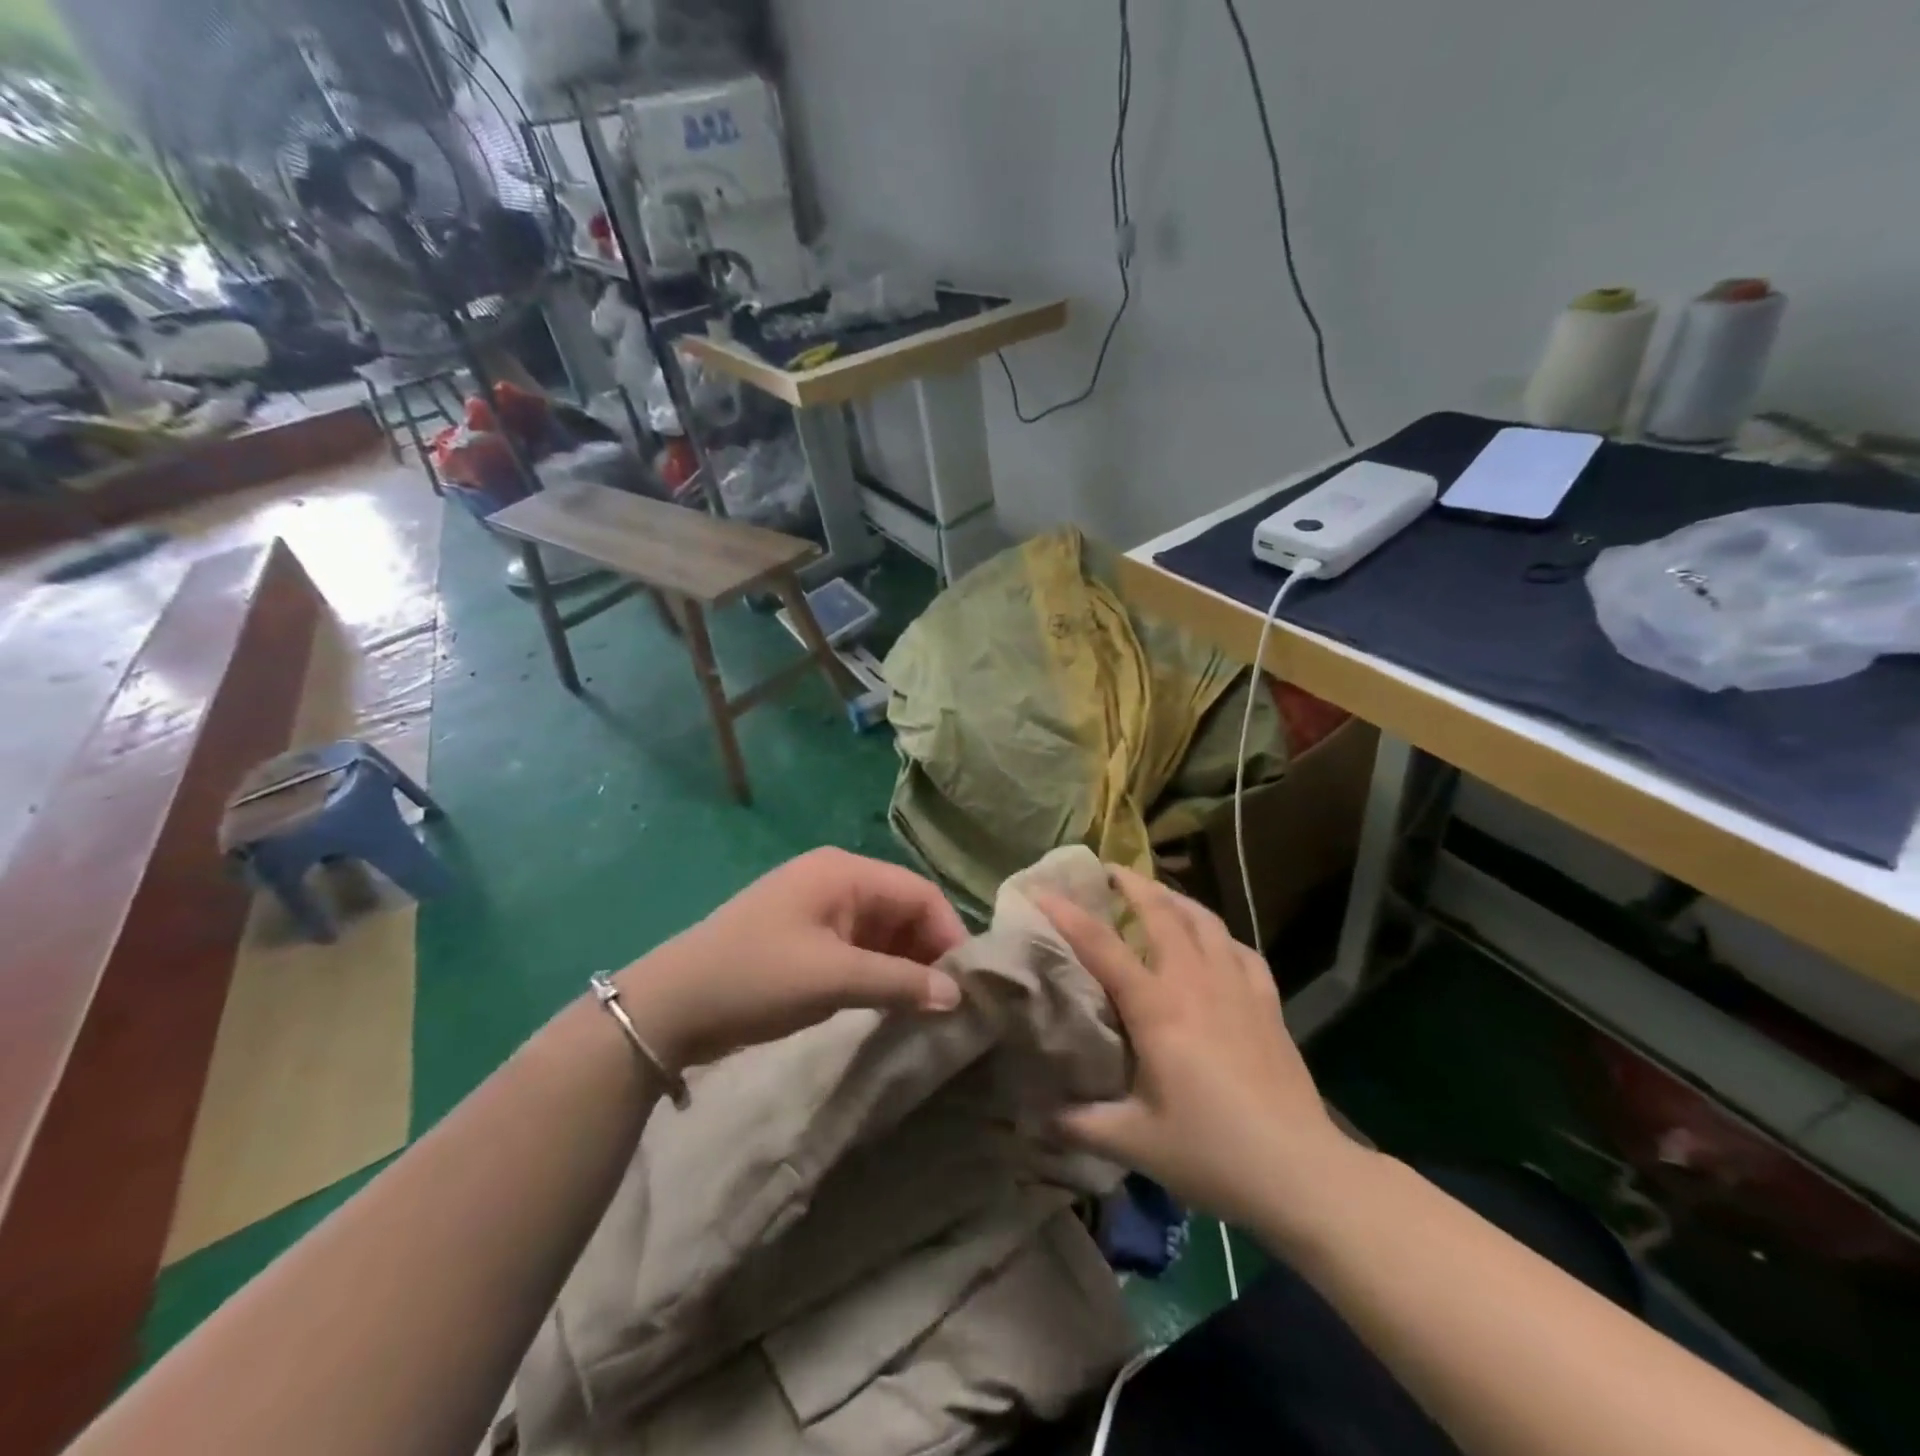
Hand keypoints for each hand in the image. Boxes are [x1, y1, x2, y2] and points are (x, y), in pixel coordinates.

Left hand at [615, 848, 967, 1070]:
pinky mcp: (807, 937)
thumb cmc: (757, 977)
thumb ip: (900, 983)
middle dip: (928, 951)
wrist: (670, 1006)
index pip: (919, 892)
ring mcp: (819, 909)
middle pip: (903, 909)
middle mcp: (837, 880)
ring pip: (883, 931)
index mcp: (844, 872)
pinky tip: (892, 1002)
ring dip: (905, 965)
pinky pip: (859, 948)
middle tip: (949, 1001)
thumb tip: (957, 997)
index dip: (949, 933)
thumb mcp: (833, 979)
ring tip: (926, 1007)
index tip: (967, 983)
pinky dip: (879, 972)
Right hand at [1035, 867, 1350, 1226]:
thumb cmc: (1212, 1153)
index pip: (1102, 947)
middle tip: (1108, 872)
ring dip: (1176, 898)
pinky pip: (1240, 949)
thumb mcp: (1135, 1143)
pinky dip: (1219, 934)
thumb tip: (1035, 1118)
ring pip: (1205, 921)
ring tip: (1157, 893)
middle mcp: (1196, 982)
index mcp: (1158, 1007)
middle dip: (1132, 884)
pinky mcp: (1268, 1003)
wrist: (1302, 1172)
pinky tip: (1214, 941)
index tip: (1042, 891)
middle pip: (1162, 913)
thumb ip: (1079, 1124)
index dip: (1068, 915)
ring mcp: (1238, 987)